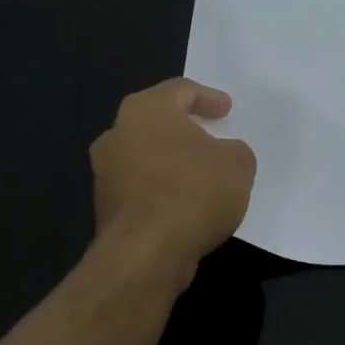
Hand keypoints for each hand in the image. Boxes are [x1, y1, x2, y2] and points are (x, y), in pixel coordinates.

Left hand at [90, 77, 255, 267]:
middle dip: (184, 127)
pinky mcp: (105, 207)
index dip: (207, 97)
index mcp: (146, 110)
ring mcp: (105, 172)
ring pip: (146, 154)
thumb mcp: (238, 163)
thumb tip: (222, 155)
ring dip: (171, 160)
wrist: (147, 253)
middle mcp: (117, 133)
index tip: (226, 109)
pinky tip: (186, 202)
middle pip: (156, 121)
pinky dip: (162, 188)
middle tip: (211, 134)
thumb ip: (234, 149)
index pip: (179, 90)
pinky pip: (141, 186)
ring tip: (202, 173)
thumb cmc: (194, 192)